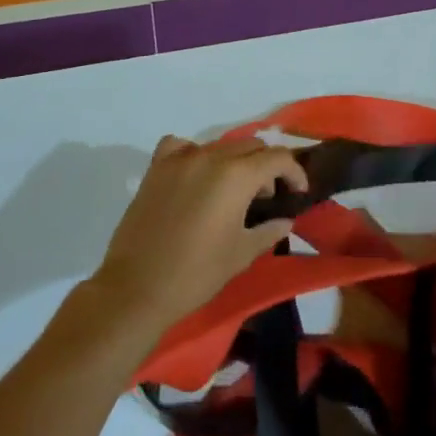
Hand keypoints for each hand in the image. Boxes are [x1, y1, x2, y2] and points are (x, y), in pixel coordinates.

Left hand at [88, 135, 300, 334]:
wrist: (137, 288)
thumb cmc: (197, 273)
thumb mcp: (242, 254)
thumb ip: (269, 230)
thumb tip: (285, 220)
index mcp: (237, 176)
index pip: (278, 158)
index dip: (295, 172)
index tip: (298, 192)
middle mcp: (210, 157)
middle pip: (250, 147)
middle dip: (266, 167)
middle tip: (266, 197)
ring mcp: (180, 160)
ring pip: (219, 146)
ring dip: (234, 162)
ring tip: (232, 191)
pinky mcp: (156, 169)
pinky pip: (180, 147)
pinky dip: (194, 154)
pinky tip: (195, 175)